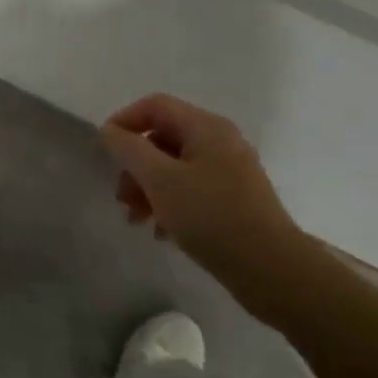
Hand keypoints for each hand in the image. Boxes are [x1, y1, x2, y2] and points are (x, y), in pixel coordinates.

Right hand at [99, 94, 307, 319]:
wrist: (273, 271)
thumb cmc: (211, 217)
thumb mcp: (160, 179)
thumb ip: (129, 149)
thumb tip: (110, 130)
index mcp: (206, 127)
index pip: (154, 106)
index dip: (124, 121)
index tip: (104, 151)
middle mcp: (221, 142)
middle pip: (162, 138)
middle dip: (134, 165)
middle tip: (121, 196)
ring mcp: (230, 171)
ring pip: (173, 167)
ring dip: (147, 188)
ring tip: (136, 219)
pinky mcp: (234, 200)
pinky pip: (190, 189)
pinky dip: (169, 203)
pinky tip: (161, 231)